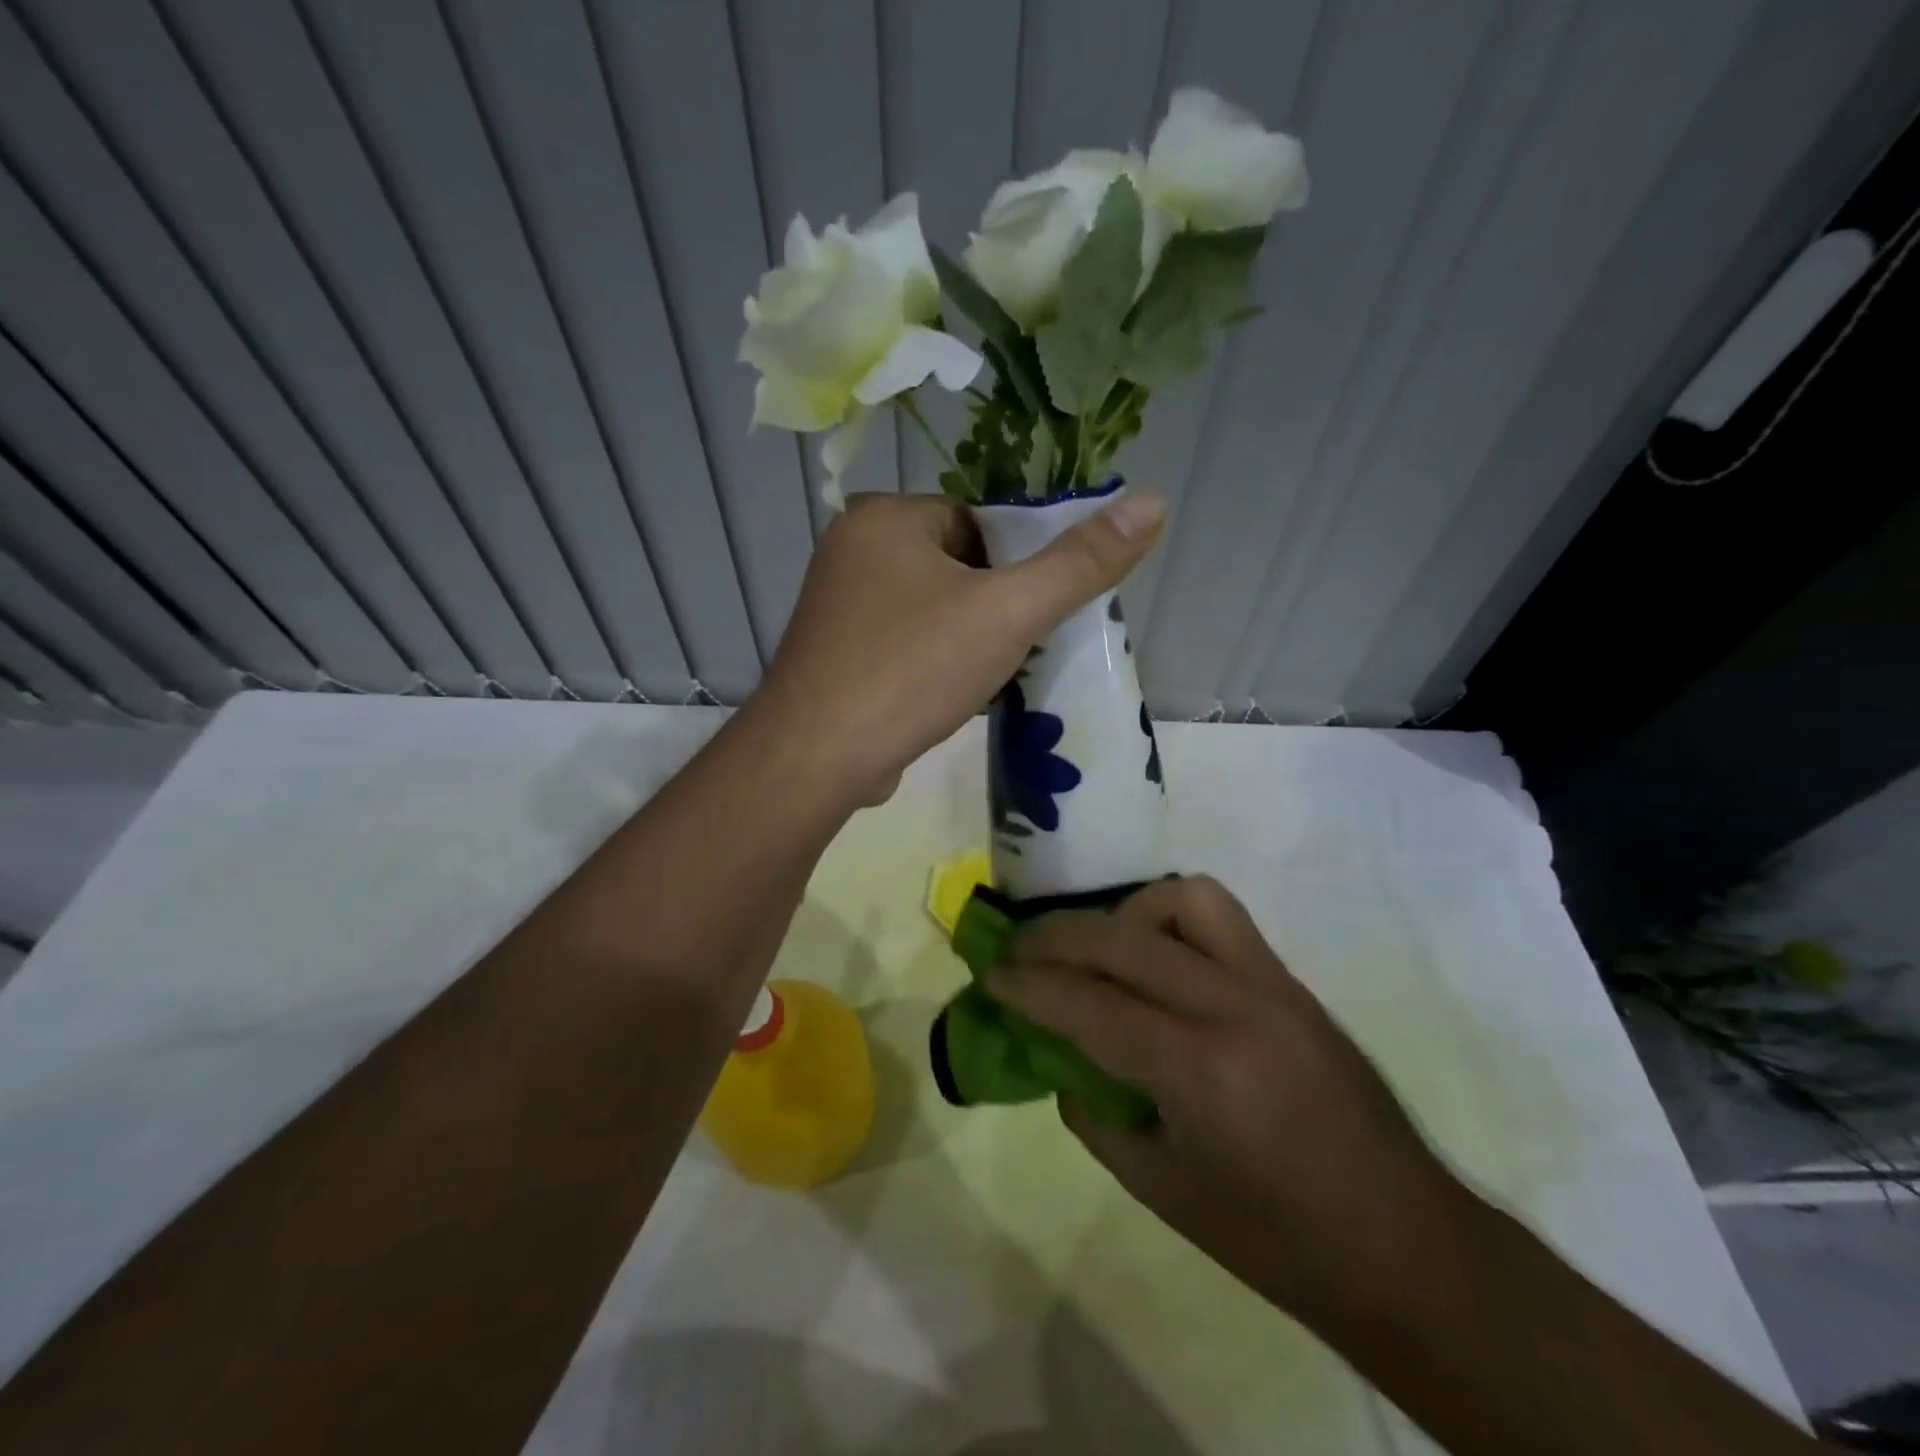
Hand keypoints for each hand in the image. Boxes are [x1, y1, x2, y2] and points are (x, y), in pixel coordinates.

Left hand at [755, 490, 1163, 805]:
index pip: (978, 519)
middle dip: (999, 604)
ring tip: (1003, 674)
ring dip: (972, 637)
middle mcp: (853, 551)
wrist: (815, 762)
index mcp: (885, 518)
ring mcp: (840, 608)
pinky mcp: (839, 656)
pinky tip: (960, 695)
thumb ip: (1079, 563)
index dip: (1023, 560)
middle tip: (1032, 644)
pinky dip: (939, 662)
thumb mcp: (1006, 613)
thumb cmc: (909, 671)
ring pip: (934, 608)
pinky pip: (908, 643)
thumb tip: (1151, 503)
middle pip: (958, 563)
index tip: (1047, 605)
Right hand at [988, 875, 1470, 1324]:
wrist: (1407, 1247)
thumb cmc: (1276, 1241)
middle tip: (1020, 950)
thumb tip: (1063, 1058)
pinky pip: (1222, 920)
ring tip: (1100, 948)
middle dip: (1056, 937)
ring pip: (1184, 900)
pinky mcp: (1293, 983)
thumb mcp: (1162, 1190)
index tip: (990, 975)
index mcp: (1201, 1072)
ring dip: (1125, 914)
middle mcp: (1235, 1008)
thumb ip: (1097, 1113)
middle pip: (1124, 939)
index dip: (1029, 987)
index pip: (1090, 1005)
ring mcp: (1272, 986)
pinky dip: (1173, 921)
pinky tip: (1157, 958)